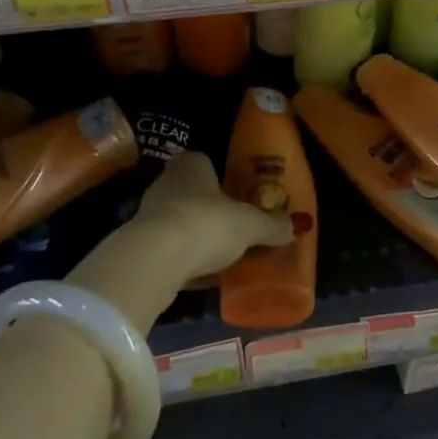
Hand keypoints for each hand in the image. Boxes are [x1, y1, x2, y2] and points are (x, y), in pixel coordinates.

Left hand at [131, 152, 298, 281]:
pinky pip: (169, 249)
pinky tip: (201, 276)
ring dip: (197, 236)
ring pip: (180, 221)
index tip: (239, 197)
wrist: (153, 260)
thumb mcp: (249, 225)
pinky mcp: (139, 246)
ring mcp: (149, 213)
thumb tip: (298, 225)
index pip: (207, 163)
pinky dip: (184, 259)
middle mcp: (167, 182)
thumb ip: (272, 224)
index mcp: (192, 164)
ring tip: (222, 255)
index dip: (223, 179)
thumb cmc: (205, 224)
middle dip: (212, 210)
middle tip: (235, 228)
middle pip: (194, 193)